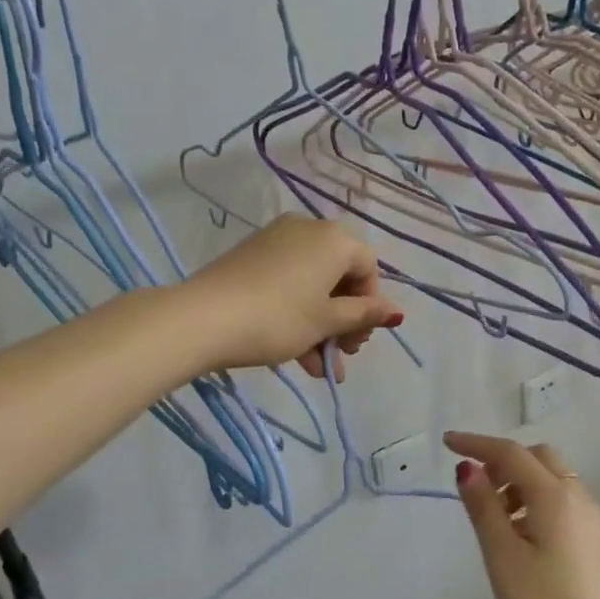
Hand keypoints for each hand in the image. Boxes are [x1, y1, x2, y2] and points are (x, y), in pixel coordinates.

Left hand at [183, 215, 403, 379]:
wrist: (203, 318)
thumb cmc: (279, 318)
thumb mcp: (326, 321)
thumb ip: (364, 315)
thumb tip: (396, 312)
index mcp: (334, 239)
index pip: (368, 267)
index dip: (370, 305)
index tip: (358, 339)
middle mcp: (308, 229)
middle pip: (340, 276)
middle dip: (345, 320)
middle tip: (342, 355)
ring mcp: (276, 241)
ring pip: (312, 285)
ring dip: (321, 327)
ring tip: (319, 368)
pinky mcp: (251, 256)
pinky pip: (287, 283)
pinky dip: (297, 313)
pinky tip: (296, 355)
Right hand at [446, 433, 599, 598]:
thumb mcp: (503, 558)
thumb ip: (483, 508)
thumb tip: (468, 468)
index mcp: (554, 496)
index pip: (510, 453)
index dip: (476, 444)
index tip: (446, 443)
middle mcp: (577, 497)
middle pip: (538, 457)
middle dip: (503, 461)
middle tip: (476, 487)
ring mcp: (591, 519)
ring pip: (552, 479)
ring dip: (520, 482)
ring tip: (494, 517)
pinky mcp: (595, 540)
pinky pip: (562, 500)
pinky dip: (536, 500)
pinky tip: (521, 535)